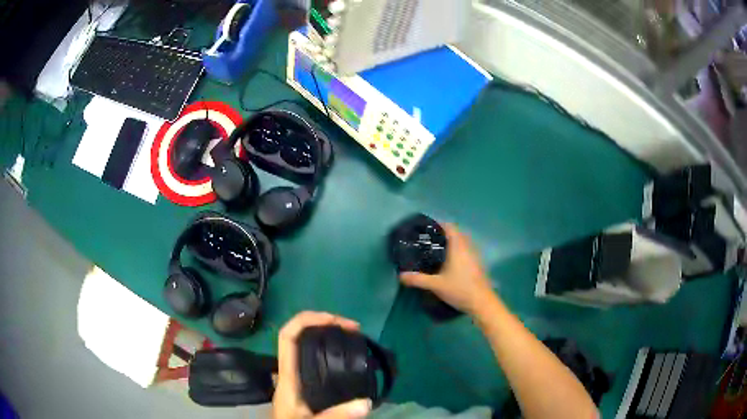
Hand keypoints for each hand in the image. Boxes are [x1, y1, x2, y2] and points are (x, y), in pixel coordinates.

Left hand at [273, 311, 371, 418]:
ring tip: (354, 338)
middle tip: (354, 329)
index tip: (334, 319)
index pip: (288, 337)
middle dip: (325, 324)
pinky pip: (315, 360)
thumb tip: (366, 402)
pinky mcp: (305, 385)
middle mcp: (290, 372)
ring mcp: (297, 378)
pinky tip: (347, 359)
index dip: (306, 320)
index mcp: (288, 376)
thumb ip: (335, 416)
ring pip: (308, 347)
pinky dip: (331, 352)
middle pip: (300, 336)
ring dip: (329, 336)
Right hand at [400, 223, 495, 315]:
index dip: (439, 224)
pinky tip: (450, 263)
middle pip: (457, 234)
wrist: (482, 302)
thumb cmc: (459, 289)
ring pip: (462, 243)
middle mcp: (468, 247)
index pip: (450, 227)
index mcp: (458, 247)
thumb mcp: (436, 285)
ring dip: (452, 243)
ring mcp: (475, 256)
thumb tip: (401, 275)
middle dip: (444, 234)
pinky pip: (466, 251)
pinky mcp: (477, 265)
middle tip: (429, 240)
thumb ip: (418, 279)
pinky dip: (457, 252)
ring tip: (437, 250)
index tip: (427, 228)